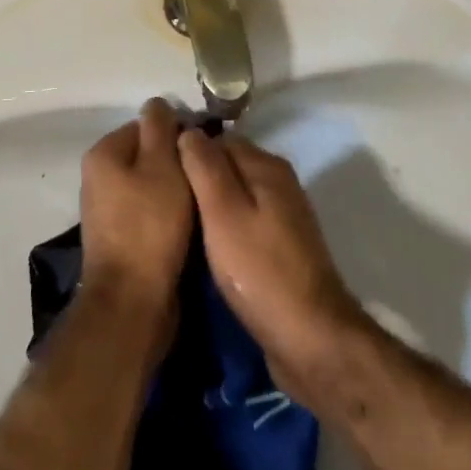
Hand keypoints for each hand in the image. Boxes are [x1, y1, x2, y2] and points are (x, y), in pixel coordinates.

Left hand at [78, 98, 193, 339]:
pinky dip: (167, 215)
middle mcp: (98, 177)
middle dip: (176, 163)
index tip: (203, 152)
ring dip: (174, 191)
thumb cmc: (150, 226)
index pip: (146, 125)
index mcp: (103, 153)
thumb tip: (157, 103)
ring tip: (201, 201)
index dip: (176, 134)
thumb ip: (161, 128)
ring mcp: (106, 210)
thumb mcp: (162, 166)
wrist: (132, 302)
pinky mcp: (119, 239)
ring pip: (150, 185)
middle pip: (147, 155)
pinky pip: (148, 213)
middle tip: (205, 177)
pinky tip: (188, 226)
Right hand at [178, 130, 364, 397]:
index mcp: (266, 165)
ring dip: (210, 206)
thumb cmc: (260, 270)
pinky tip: (207, 248)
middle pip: (227, 165)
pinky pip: (245, 221)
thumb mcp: (223, 212)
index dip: (186, 152)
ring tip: (179, 225)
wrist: (311, 339)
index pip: (216, 139)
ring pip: (236, 195)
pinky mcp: (282, 246)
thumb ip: (204, 166)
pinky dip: (225, 228)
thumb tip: (188, 130)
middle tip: (165, 202)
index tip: (159, 174)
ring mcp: (284, 215)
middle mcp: (278, 182)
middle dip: (198, 179)